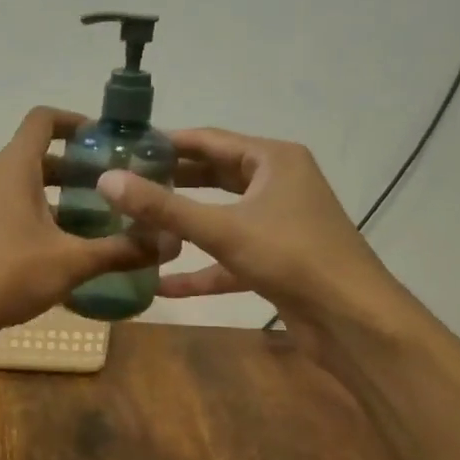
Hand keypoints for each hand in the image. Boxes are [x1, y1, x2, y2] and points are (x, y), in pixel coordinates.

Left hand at [0, 108, 157, 341]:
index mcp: (13, 170)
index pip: (42, 121)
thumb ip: (121, 250)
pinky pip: (14, 217)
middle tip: (114, 187)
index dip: (75, 121)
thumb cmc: (8, 276)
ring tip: (99, 221)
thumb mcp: (72, 262)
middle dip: (77, 169)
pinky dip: (41, 223)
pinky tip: (68, 253)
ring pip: (26, 191)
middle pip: (38, 158)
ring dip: (60, 199)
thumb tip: (170, 242)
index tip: (106, 141)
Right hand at [96, 128, 423, 357]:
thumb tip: (106, 181)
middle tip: (124, 185)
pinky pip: (228, 257)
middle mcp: (277, 184)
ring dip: (182, 225)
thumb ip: (163, 207)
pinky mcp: (275, 260)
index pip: (209, 140)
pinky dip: (200, 269)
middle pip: (214, 176)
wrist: (353, 320)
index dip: (166, 143)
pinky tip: (161, 285)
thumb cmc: (292, 257)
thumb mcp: (222, 229)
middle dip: (171, 182)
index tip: (124, 148)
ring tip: (135, 226)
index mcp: (272, 160)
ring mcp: (278, 224)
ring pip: (220, 217)